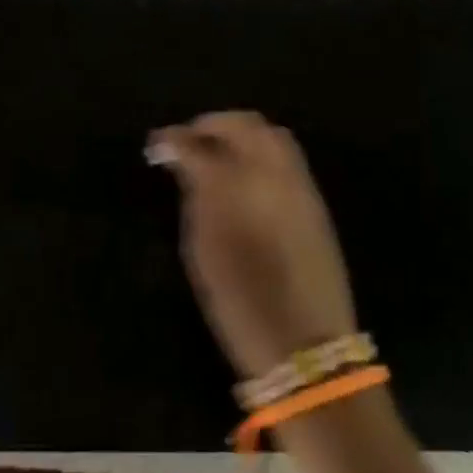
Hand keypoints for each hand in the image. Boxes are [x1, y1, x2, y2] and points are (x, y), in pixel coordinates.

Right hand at [151, 112, 357, 379]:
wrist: (306, 348)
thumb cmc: (241, 305)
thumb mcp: (202, 252)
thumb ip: (194, 196)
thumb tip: (183, 163)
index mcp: (234, 187)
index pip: (197, 144)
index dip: (173, 139)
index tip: (157, 144)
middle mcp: (270, 172)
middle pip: (241, 124)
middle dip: (211, 125)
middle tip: (189, 140)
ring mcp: (298, 182)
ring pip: (268, 133)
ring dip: (240, 133)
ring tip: (218, 152)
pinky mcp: (315, 198)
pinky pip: (286, 154)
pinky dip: (262, 150)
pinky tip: (246, 171)